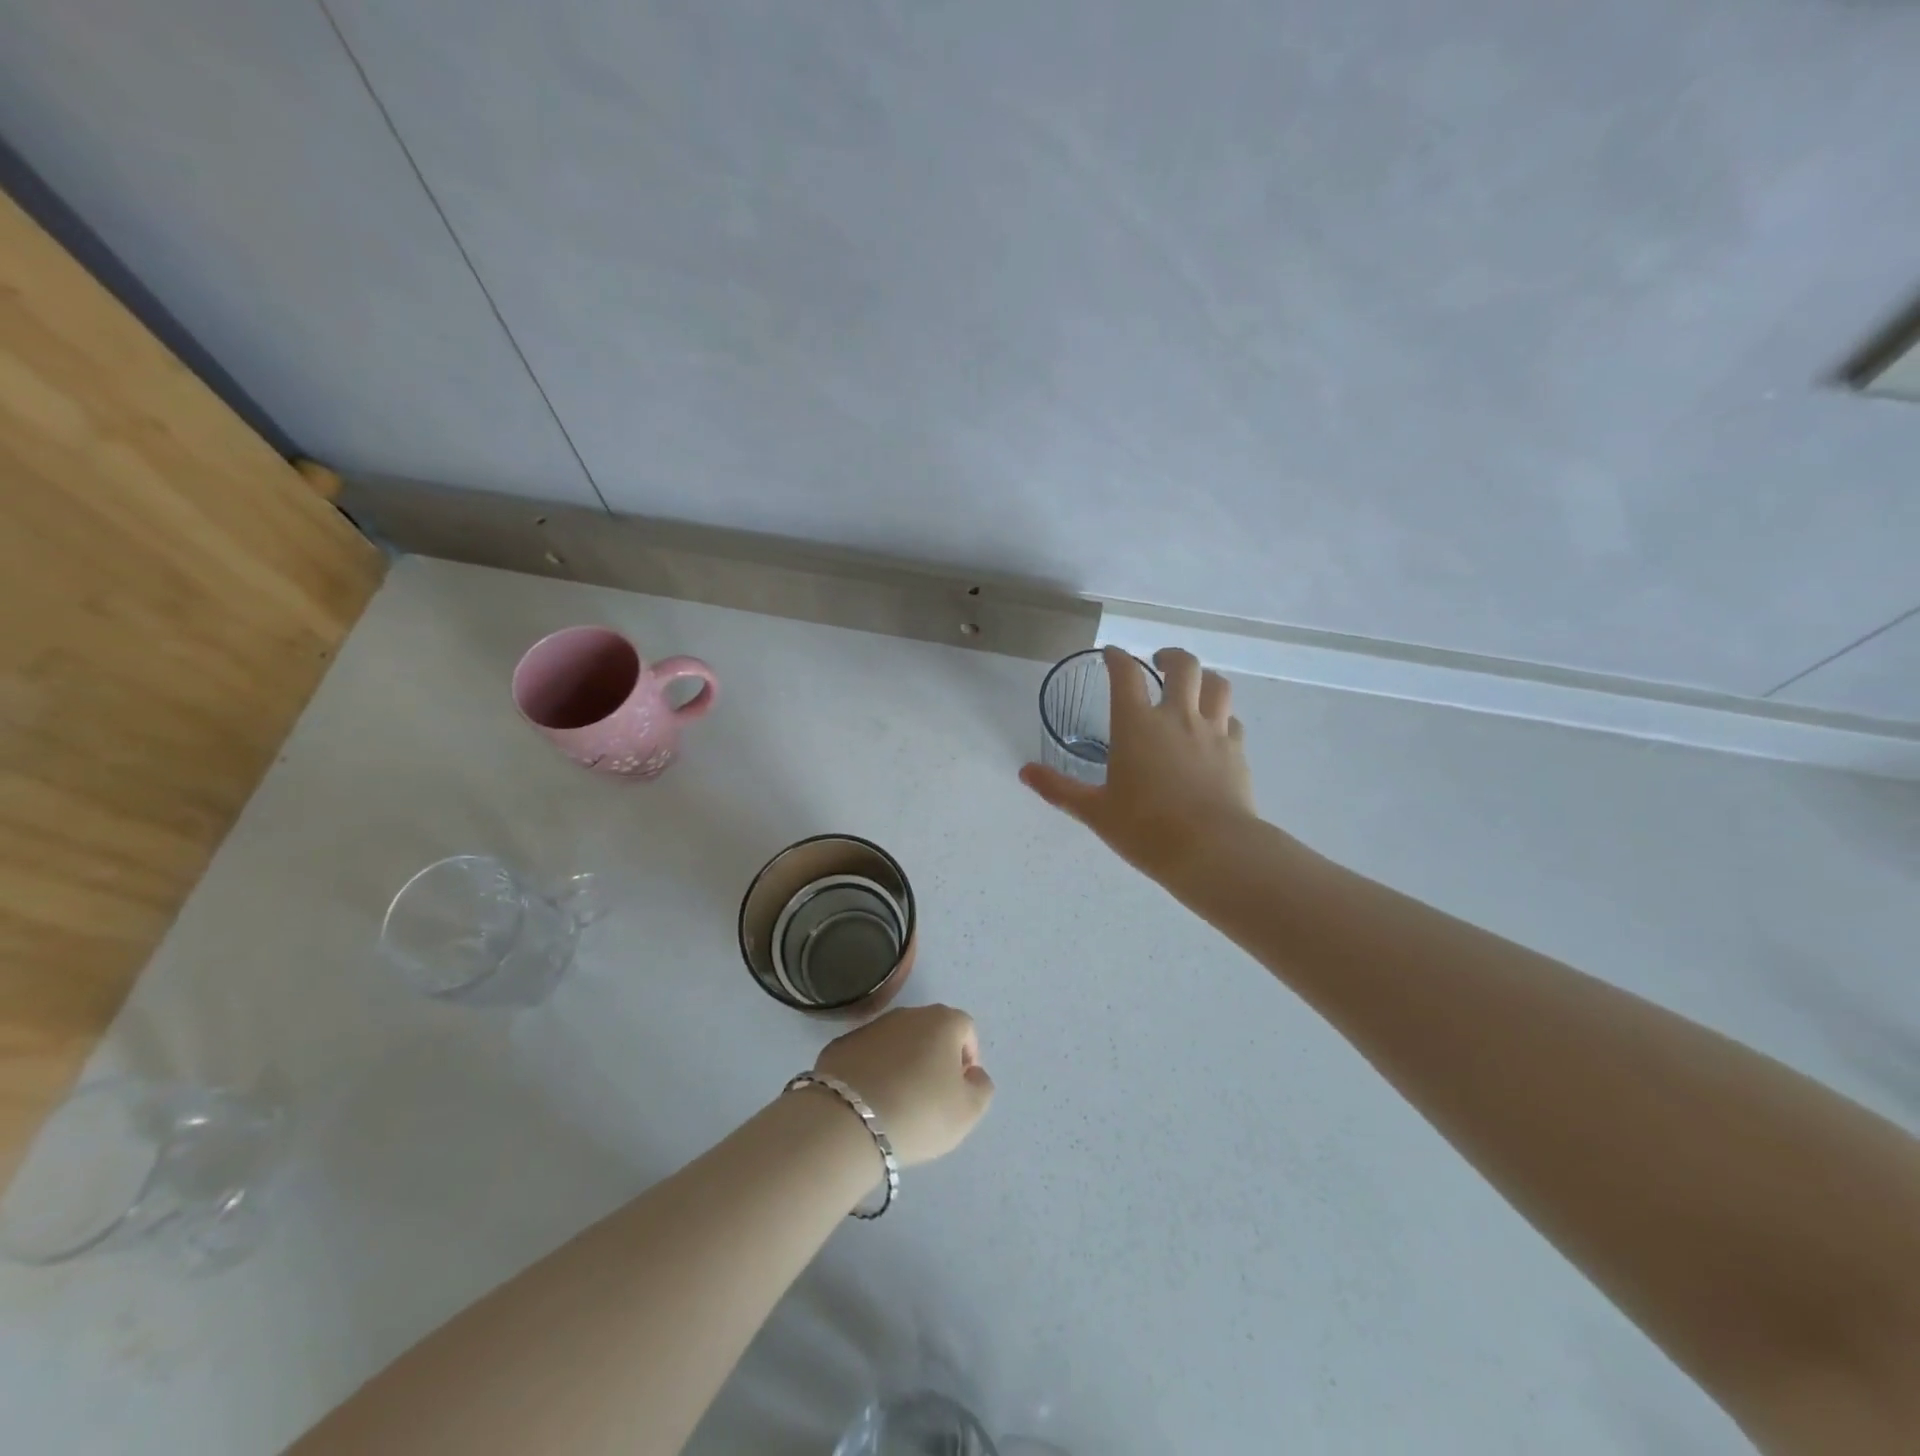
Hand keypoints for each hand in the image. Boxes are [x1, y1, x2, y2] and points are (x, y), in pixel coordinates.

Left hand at [814, 1004, 993, 1166]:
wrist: (848, 1120)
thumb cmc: (920, 1112)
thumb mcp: (968, 1112)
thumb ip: (981, 1088)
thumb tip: (972, 1074)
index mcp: (942, 1021)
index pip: (965, 1028)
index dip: (968, 1057)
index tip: (960, 1088)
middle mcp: (907, 1014)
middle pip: (930, 1031)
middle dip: (935, 1057)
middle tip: (931, 1096)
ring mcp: (870, 1026)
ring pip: (896, 1042)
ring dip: (902, 1062)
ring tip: (898, 1100)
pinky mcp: (840, 1044)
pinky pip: (867, 1055)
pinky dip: (872, 1070)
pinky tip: (869, 1100)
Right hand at [1021, 645, 1255, 879]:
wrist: (1212, 849)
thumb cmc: (1145, 828)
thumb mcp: (1095, 811)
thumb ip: (1059, 789)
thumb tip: (1025, 772)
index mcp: (1137, 725)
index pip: (1126, 674)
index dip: (1117, 658)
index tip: (1111, 654)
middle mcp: (1177, 717)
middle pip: (1183, 666)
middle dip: (1170, 656)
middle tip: (1159, 662)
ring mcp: (1213, 732)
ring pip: (1217, 686)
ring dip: (1204, 678)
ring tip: (1193, 686)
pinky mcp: (1237, 753)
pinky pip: (1232, 721)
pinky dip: (1222, 717)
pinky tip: (1215, 730)